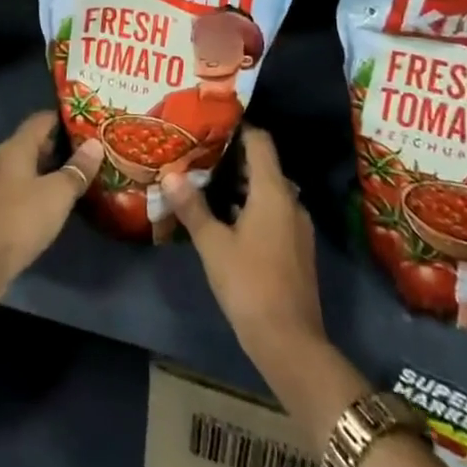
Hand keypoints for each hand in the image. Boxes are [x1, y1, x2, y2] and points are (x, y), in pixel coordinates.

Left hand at [0, 112, 102, 300]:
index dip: (64, 118)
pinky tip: (58, 199)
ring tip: (81, 173)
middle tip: (91, 149)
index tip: (89, 122)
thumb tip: (95, 144)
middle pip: (34, 142)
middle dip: (61, 144)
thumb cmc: (21, 219)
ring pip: (29, 166)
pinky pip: (23, 186)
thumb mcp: (57, 194)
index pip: (41, 120)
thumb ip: (77, 168)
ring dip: (52, 168)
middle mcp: (3, 159)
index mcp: (16, 147)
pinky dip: (41, 187)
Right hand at [164, 127, 325, 369]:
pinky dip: (251, 206)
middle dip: (233, 157)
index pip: (260, 142)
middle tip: (198, 152)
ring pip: (268, 190)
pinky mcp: (296, 248)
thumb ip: (192, 207)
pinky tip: (225, 217)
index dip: (238, 127)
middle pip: (264, 165)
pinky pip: (273, 212)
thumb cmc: (250, 285)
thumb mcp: (213, 245)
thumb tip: (170, 175)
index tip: (210, 123)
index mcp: (273, 191)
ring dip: (240, 184)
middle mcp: (291, 201)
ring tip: (205, 181)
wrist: (290, 344)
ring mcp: (297, 227)